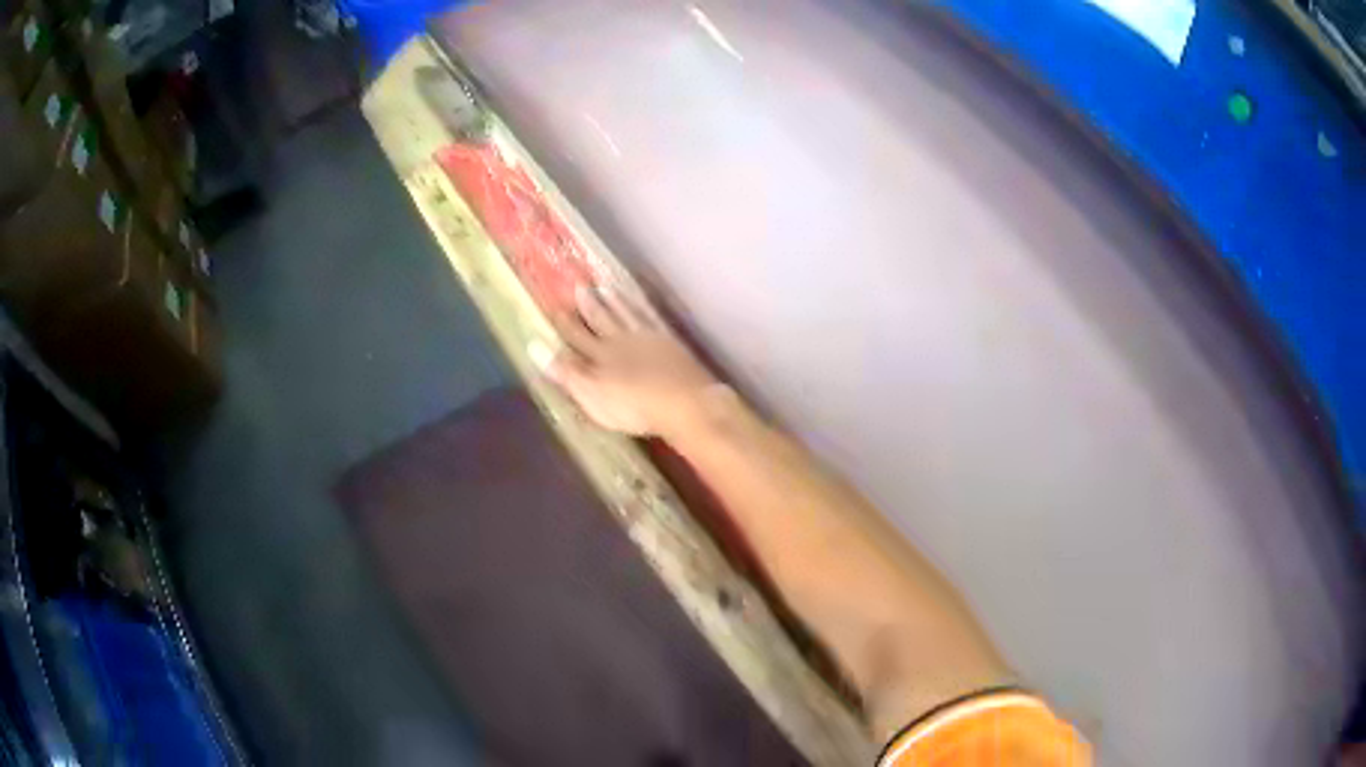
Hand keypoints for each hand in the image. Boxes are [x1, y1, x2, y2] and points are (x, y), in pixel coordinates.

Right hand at [531, 286, 718, 436]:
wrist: (684, 402)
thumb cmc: (633, 407)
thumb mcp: (591, 395)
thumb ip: (565, 372)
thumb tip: (535, 346)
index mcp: (599, 356)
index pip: (576, 337)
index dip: (564, 323)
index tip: (552, 306)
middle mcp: (620, 341)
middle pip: (602, 320)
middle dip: (589, 305)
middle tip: (578, 286)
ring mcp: (648, 339)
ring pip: (627, 315)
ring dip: (615, 302)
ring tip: (605, 287)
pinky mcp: (670, 343)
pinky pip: (651, 319)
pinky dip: (642, 309)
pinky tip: (640, 303)